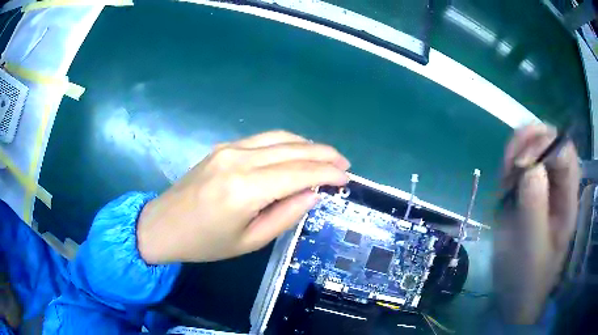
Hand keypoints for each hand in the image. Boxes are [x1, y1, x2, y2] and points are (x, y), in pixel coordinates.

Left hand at [137, 130, 349, 263]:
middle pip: (293, 149)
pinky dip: (287, 143)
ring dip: (308, 145)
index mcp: (244, 189)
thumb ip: (285, 215)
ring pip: (280, 138)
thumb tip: (314, 194)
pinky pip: (263, 139)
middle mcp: (239, 160)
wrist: (164, 225)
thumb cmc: (205, 242)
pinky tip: (297, 151)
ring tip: (327, 156)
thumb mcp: (249, 241)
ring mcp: (229, 148)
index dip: (327, 173)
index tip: (347, 178)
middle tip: (344, 163)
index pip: (298, 173)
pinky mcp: (223, 147)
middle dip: (324, 154)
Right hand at [494, 124, 579, 323]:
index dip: (545, 145)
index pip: (565, 152)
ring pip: (533, 148)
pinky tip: (503, 183)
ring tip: (505, 174)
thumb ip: (535, 207)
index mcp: (568, 199)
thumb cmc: (526, 278)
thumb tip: (530, 167)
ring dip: (517, 151)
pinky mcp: (527, 193)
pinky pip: (520, 165)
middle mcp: (558, 187)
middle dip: (529, 141)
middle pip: (550, 141)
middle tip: (510, 161)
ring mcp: (542, 189)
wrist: (513, 296)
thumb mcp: (531, 247)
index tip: (520, 164)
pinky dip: (509, 165)